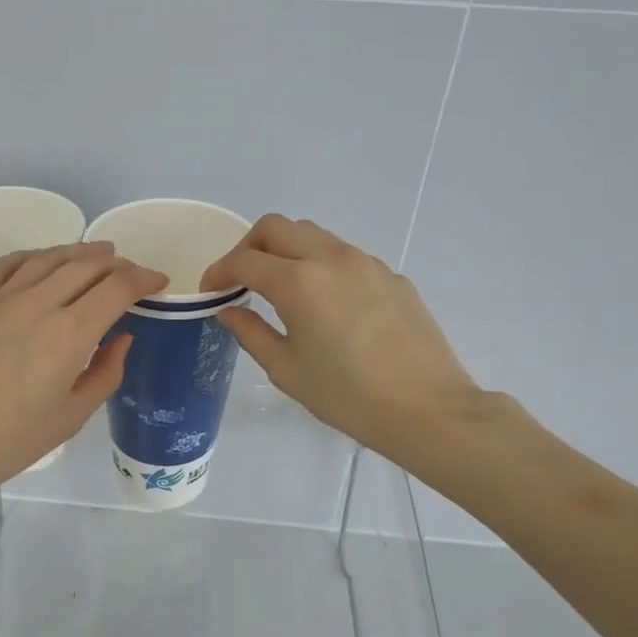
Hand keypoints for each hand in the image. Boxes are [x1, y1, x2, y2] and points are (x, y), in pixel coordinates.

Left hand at [0, 241, 167, 500]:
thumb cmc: (8, 442)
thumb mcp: (70, 417)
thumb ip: (104, 373)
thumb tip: (121, 338)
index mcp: (69, 334)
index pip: (117, 288)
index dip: (143, 278)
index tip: (158, 282)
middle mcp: (37, 304)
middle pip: (85, 265)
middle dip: (117, 263)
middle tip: (130, 271)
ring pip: (47, 258)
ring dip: (79, 252)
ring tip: (97, 254)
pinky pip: (6, 265)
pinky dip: (33, 256)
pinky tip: (41, 260)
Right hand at [201, 215, 480, 461]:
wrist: (427, 408)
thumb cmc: (347, 396)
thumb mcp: (287, 370)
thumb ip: (250, 333)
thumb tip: (229, 310)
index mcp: (299, 282)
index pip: (245, 260)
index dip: (219, 270)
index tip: (210, 290)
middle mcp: (331, 258)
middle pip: (277, 227)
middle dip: (249, 247)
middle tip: (241, 279)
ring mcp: (366, 262)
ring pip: (313, 235)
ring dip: (286, 251)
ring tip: (281, 289)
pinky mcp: (391, 276)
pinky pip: (344, 256)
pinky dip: (320, 266)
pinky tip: (326, 305)